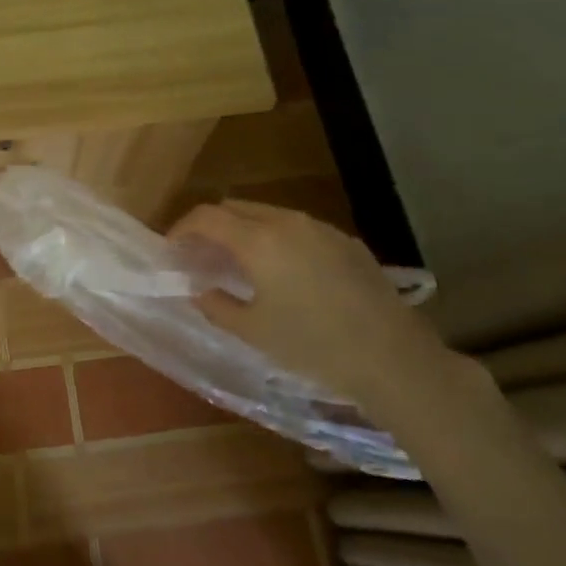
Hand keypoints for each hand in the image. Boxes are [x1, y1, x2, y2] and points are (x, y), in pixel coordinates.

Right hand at [167, 199, 447, 405]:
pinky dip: (277, 239)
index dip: (182, 228)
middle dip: (212, 225)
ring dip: (245, 230)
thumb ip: (217, 306)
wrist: (393, 359)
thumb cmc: (313, 347)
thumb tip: (199, 289)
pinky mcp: (346, 241)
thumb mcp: (254, 333)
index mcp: (259, 240)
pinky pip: (298, 228)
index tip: (172, 248)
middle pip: (236, 207)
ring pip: (268, 214)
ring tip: (241, 264)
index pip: (207, 216)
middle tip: (202, 255)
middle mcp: (287, 222)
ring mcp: (320, 228)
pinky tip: (285, 273)